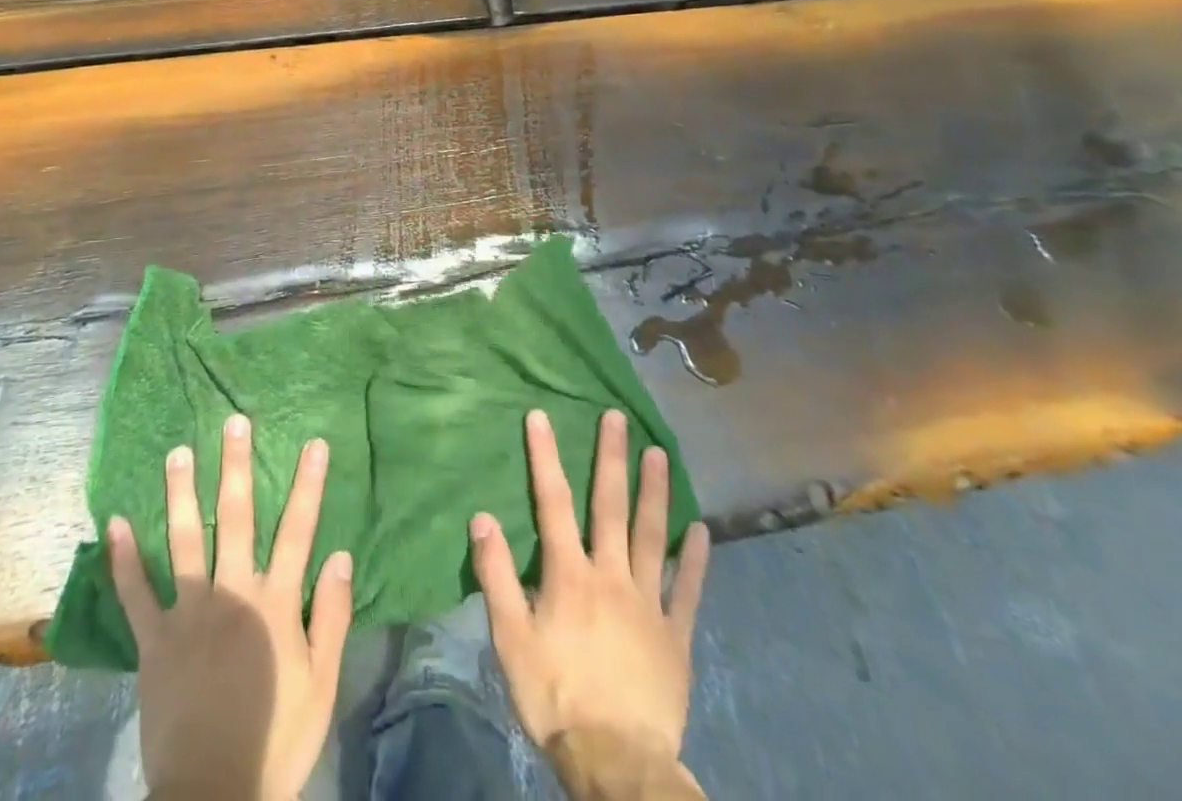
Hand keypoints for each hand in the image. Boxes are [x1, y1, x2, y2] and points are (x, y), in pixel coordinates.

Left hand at [108, 414, 353, 800]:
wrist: (214, 800)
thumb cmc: (276, 740)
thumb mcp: (321, 685)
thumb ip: (330, 617)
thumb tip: (339, 554)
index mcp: (275, 604)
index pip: (298, 531)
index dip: (308, 485)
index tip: (314, 443)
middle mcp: (233, 594)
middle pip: (238, 518)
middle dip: (237, 466)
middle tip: (233, 422)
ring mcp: (189, 614)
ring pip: (186, 541)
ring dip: (182, 493)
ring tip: (178, 452)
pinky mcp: (154, 642)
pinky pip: (135, 594)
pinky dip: (123, 559)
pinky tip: (115, 522)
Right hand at [471, 409, 710, 772]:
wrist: (617, 765)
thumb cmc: (556, 697)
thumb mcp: (511, 640)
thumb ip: (496, 576)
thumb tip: (481, 517)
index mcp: (569, 575)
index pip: (552, 503)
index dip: (545, 457)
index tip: (540, 416)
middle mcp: (610, 575)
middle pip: (609, 506)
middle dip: (611, 458)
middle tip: (617, 418)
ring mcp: (648, 604)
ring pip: (651, 536)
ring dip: (653, 492)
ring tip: (658, 453)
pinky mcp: (675, 637)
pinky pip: (686, 590)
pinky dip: (693, 559)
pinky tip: (700, 530)